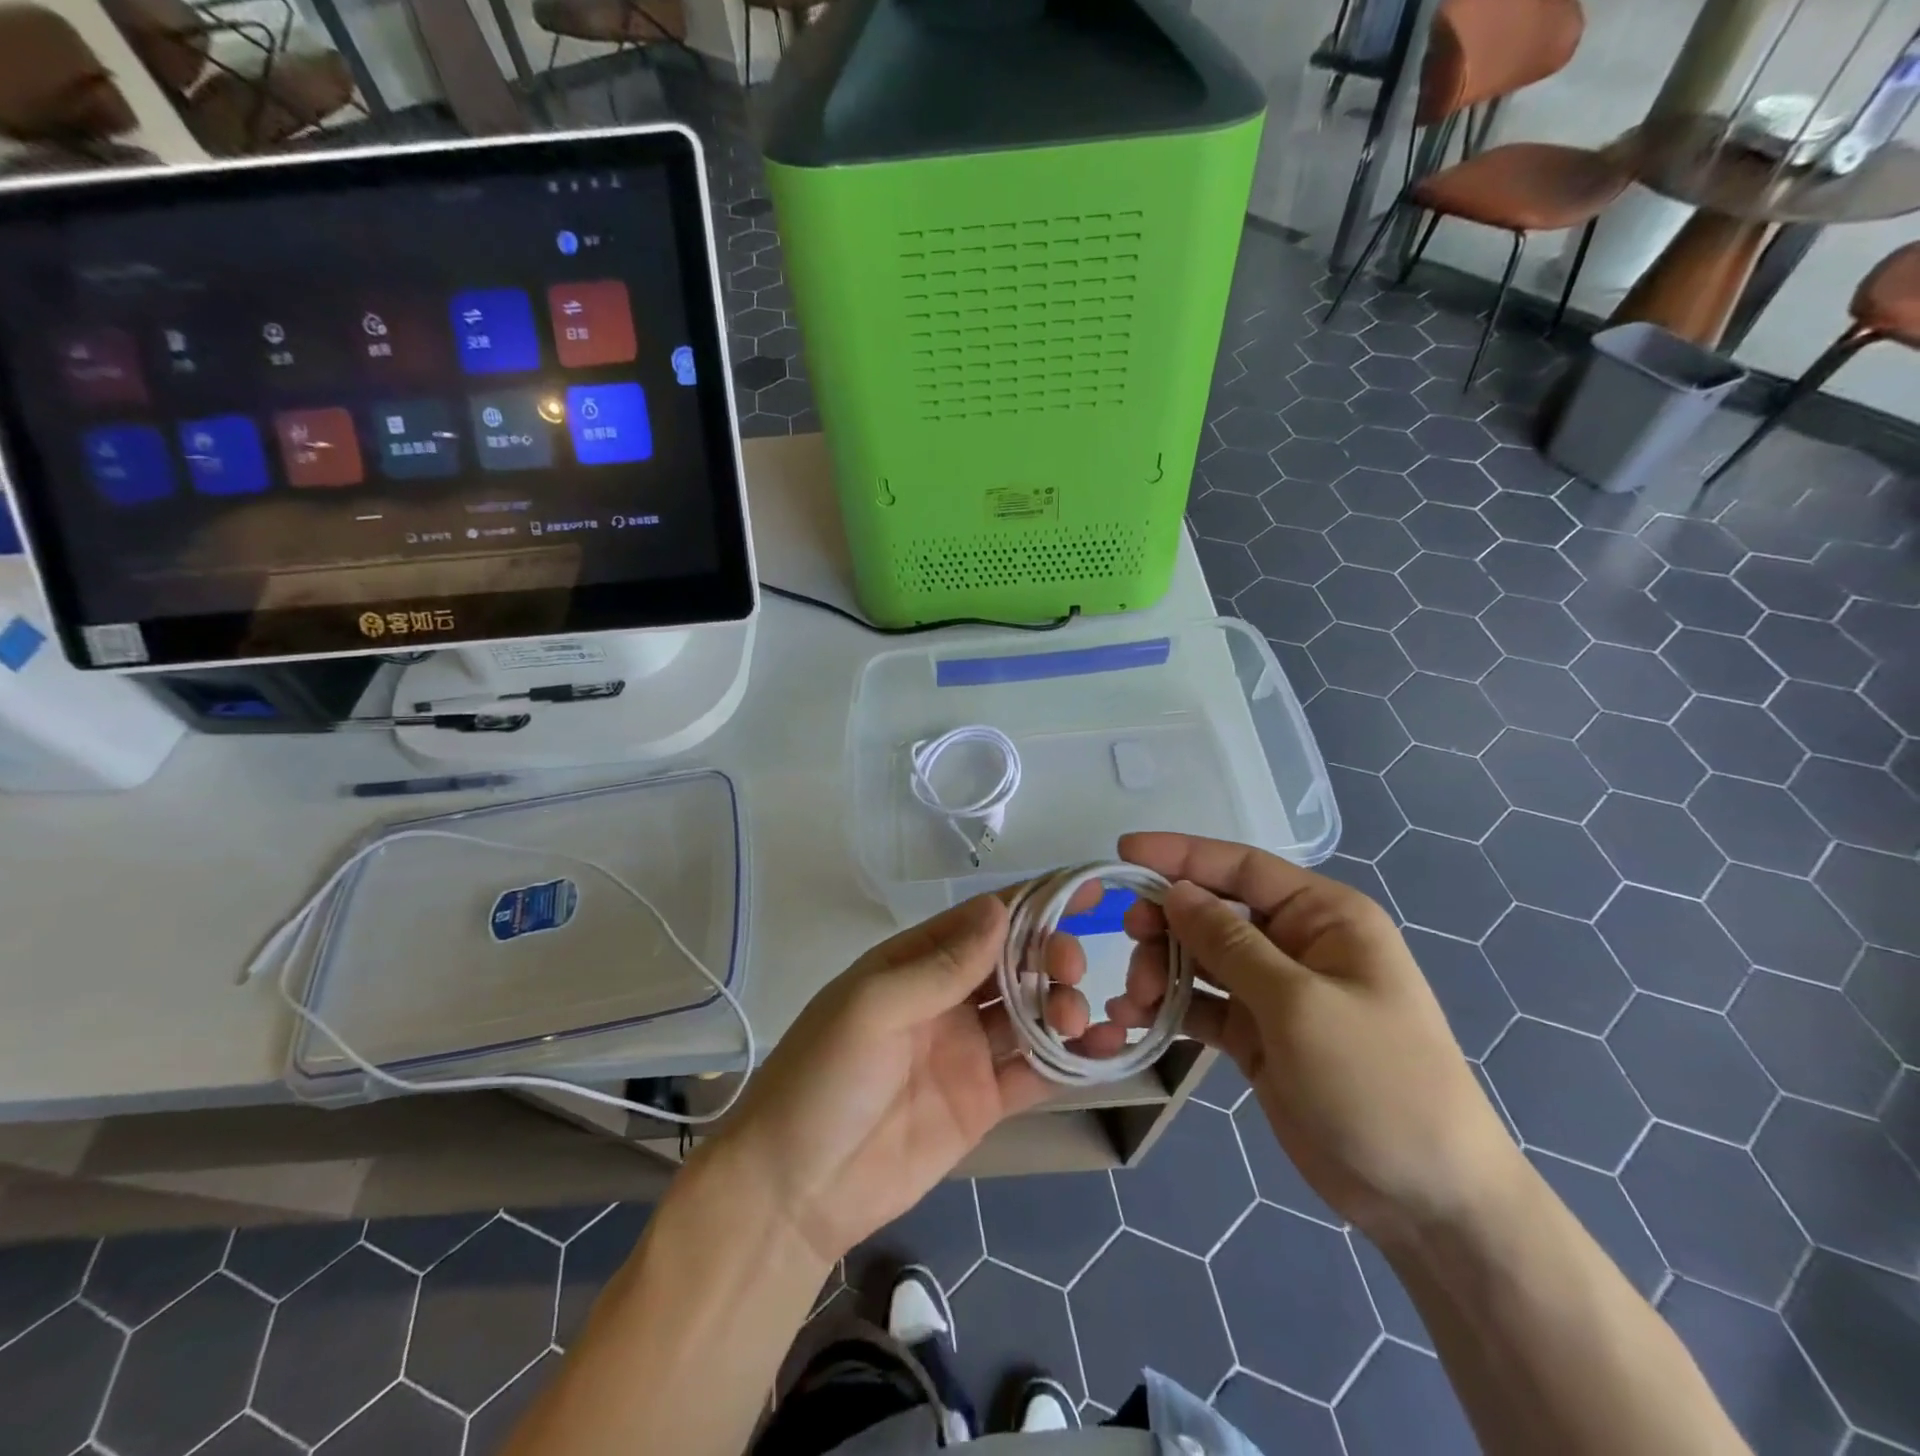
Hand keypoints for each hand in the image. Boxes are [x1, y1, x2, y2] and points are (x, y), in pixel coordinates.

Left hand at [705, 892, 1092, 1266]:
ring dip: (1063, 1003)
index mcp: (915, 962)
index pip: (981, 920)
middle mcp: (946, 998)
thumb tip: (1000, 909)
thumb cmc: (823, 1080)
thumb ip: (940, 965)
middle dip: (1050, 954)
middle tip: (1072, 967)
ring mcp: (967, 1050)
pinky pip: (1035, 1071)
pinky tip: (1102, 1049)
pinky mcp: (983, 1102)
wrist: (793, 1192)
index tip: (1083, 890)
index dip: (1031, 901)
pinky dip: (1070, 1059)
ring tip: (1076, 1016)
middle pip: (1013, 961)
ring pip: (1031, 1011)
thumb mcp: (872, 1009)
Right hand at [1095, 832, 1518, 1241]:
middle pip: (1213, 911)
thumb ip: (1230, 943)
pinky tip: (1135, 1019)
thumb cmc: (1378, 1083)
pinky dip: (1169, 1007)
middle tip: (1128, 943)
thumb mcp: (1299, 1004)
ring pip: (1201, 958)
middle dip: (1166, 923)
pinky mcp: (1258, 1036)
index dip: (1181, 855)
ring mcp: (1276, 992)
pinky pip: (1203, 1005)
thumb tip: (1176, 892)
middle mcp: (1297, 944)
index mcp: (1324, 917)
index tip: (1123, 852)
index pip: (1241, 867)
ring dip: (1161, 969)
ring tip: (1135, 1001)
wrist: (1428, 1201)